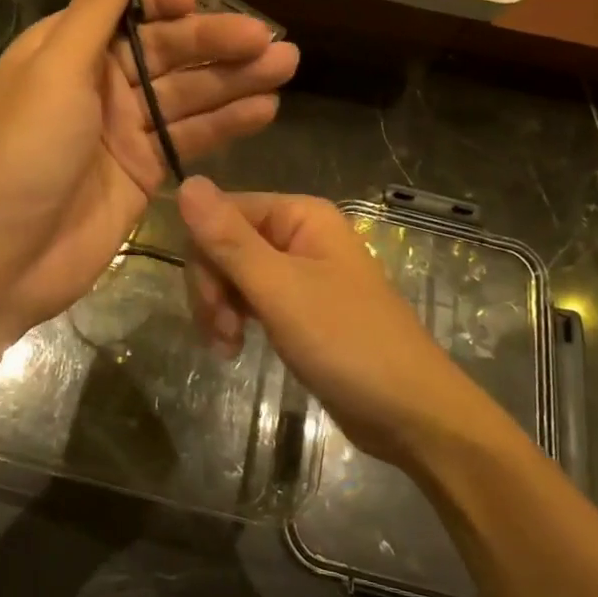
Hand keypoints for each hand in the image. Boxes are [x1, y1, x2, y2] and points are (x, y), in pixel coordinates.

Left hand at [0, 0, 298, 337]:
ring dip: (235, 80)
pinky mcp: (145, 168)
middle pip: (167, 52)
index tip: (197, 0)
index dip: (163, 1)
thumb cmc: (26, 152)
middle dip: (217, 43)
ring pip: (188, 93)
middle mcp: (100, 82)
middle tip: (271, 42)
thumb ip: (93, 12)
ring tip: (286, 66)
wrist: (7, 255)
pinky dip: (226, 123)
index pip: (125, 11)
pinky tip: (266, 109)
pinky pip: (191, 136)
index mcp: (69, 49)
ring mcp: (125, 127)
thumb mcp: (55, 71)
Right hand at [176, 177, 488, 468]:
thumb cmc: (347, 344)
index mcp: (300, 215)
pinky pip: (251, 297)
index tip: (207, 304)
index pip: (223, 212)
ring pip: (233, 272)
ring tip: (228, 348)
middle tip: (221, 335)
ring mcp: (299, 270)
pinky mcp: (299, 305)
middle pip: (225, 243)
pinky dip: (236, 320)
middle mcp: (299, 233)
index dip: (204, 255)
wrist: (411, 414)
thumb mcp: (280, 290)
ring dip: (220, 308)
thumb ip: (229, 239)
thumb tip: (186, 182)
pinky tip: (235, 348)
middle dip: (212, 287)